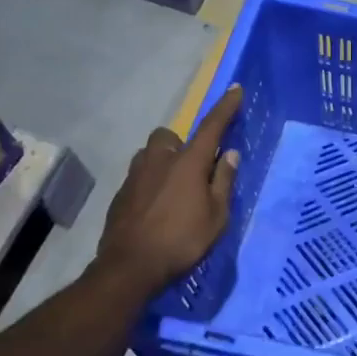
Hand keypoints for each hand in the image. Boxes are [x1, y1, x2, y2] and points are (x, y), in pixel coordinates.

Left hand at [96, 85, 242, 294]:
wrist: (130, 266)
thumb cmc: (182, 240)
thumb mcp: (216, 216)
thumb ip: (222, 181)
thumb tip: (229, 154)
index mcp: (188, 163)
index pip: (211, 127)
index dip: (225, 107)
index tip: (235, 89)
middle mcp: (159, 160)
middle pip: (168, 137)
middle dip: (180, 144)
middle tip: (193, 169)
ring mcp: (135, 176)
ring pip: (150, 155)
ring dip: (163, 163)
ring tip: (174, 190)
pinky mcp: (120, 194)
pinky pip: (139, 177)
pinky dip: (151, 184)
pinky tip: (156, 209)